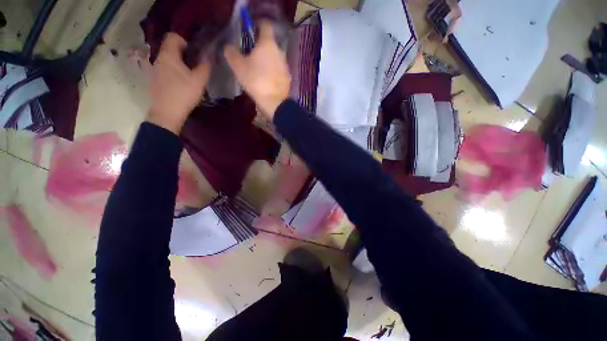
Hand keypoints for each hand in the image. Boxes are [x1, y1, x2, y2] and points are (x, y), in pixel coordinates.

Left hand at [148, 33, 210, 133]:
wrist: (167, 113)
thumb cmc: (183, 94)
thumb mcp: (199, 81)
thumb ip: (205, 67)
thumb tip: (208, 56)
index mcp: (168, 55)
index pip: (173, 37)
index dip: (185, 42)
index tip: (195, 55)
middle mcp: (159, 59)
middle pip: (171, 49)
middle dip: (184, 55)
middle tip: (196, 68)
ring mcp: (155, 70)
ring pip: (169, 61)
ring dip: (180, 65)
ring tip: (190, 78)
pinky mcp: (155, 80)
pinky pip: (166, 70)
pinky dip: (174, 73)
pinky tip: (182, 85)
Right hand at [224, 21, 290, 118]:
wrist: (275, 102)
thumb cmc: (256, 81)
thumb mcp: (238, 67)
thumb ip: (231, 53)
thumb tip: (228, 46)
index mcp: (268, 43)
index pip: (265, 25)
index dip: (257, 25)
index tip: (249, 31)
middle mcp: (280, 51)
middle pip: (270, 43)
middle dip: (260, 46)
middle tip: (250, 54)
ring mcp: (286, 65)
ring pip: (275, 57)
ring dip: (267, 60)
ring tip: (258, 69)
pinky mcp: (288, 78)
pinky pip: (279, 70)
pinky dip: (273, 71)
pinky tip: (267, 80)